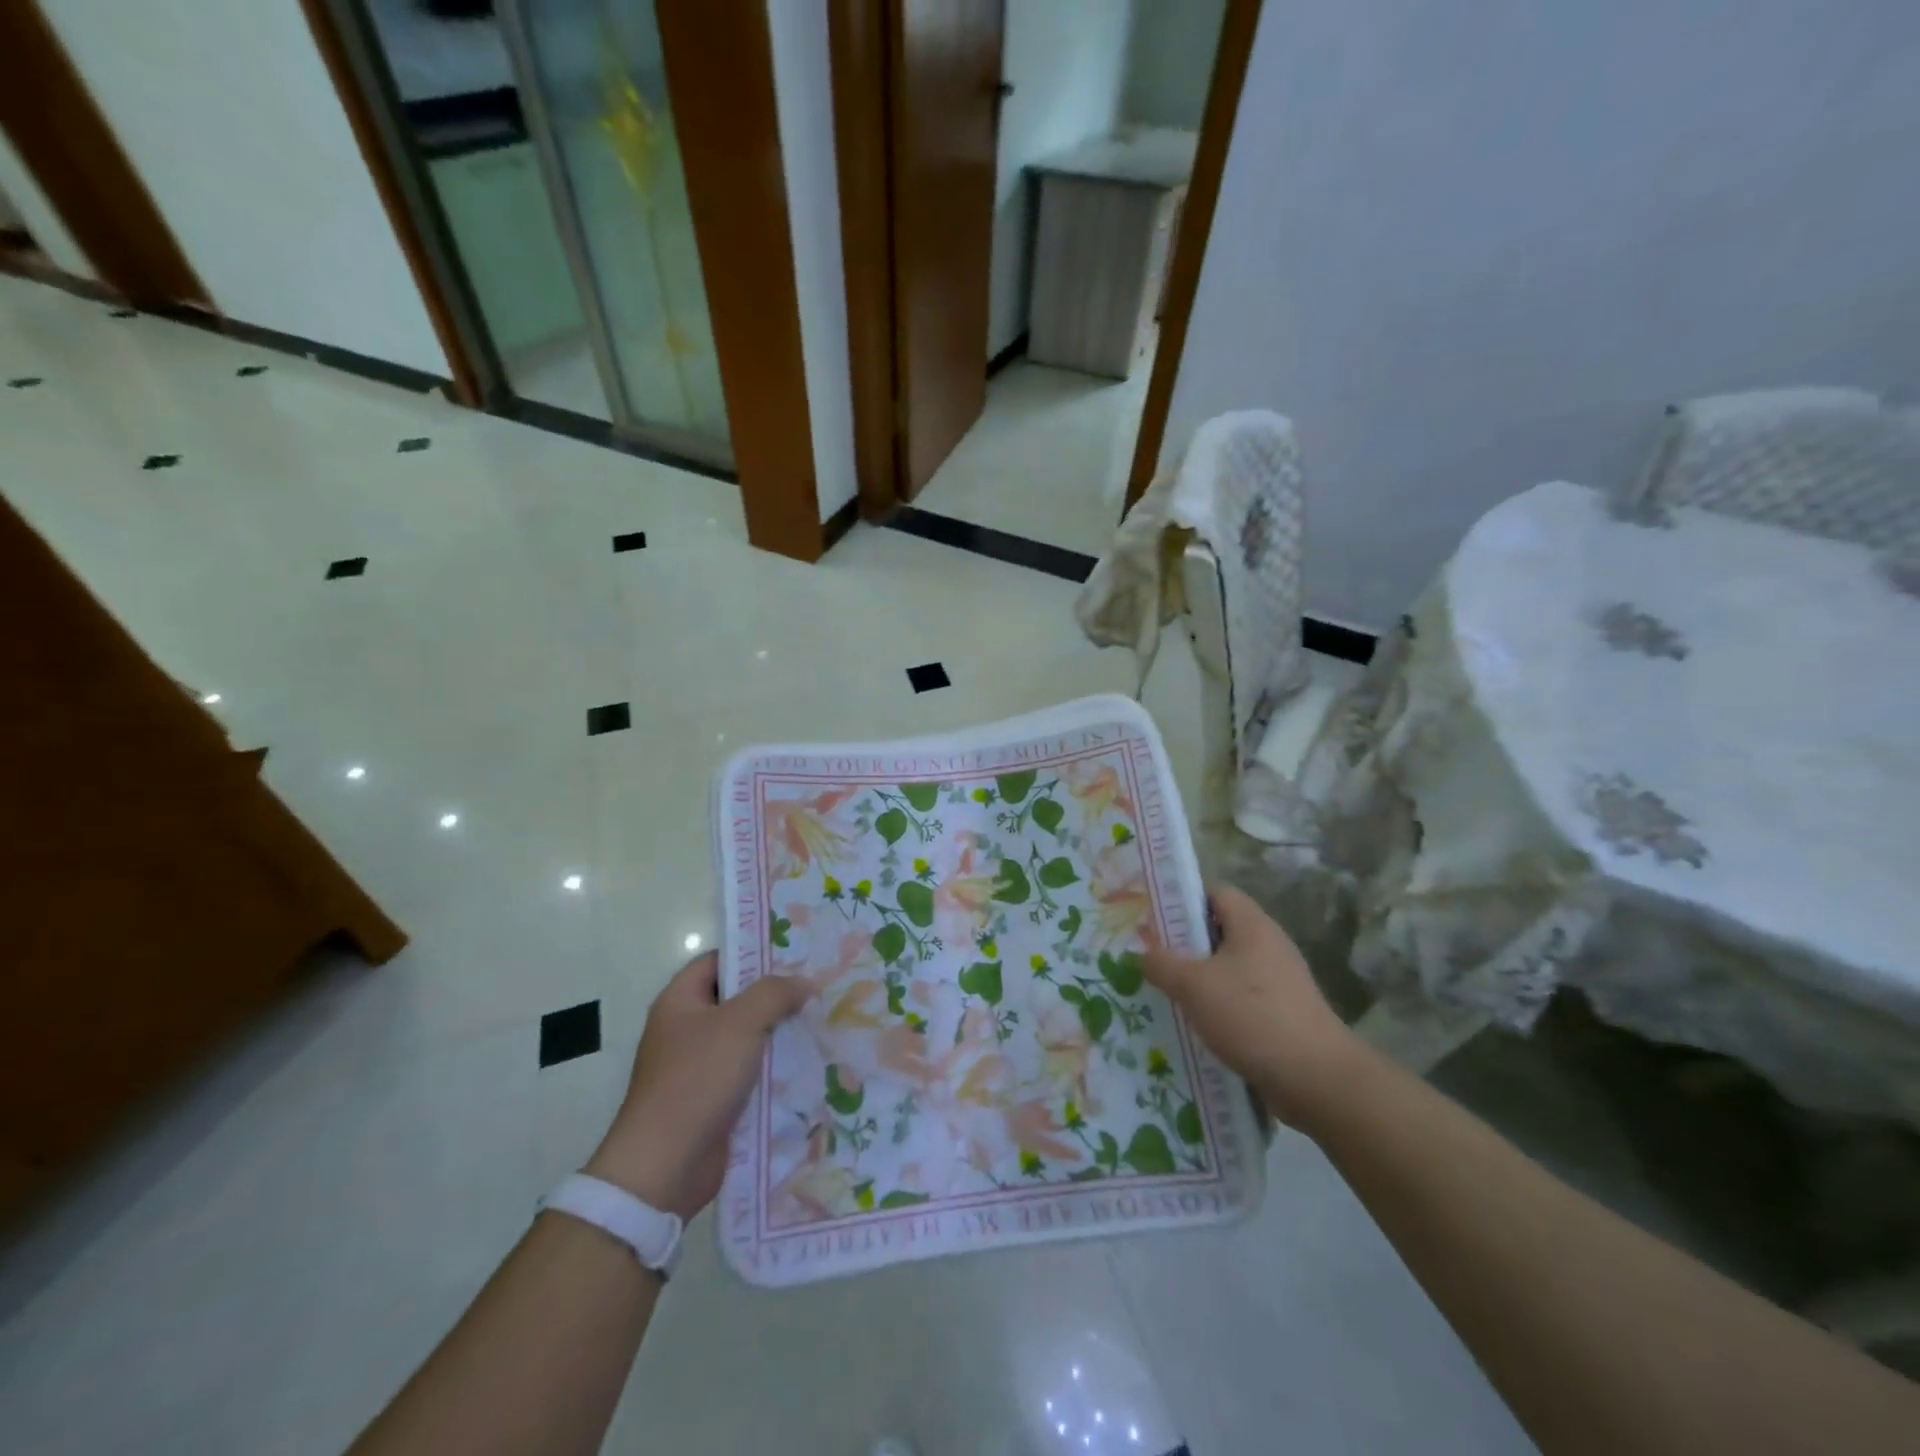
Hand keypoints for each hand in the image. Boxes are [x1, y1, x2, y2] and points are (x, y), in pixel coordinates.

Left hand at [584, 953, 810, 1220]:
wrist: (666, 1166)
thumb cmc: (697, 1079)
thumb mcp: (740, 1023)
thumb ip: (774, 994)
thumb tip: (803, 982)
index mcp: (680, 1001)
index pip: (719, 961)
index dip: (753, 954)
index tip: (795, 953)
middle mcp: (686, 1030)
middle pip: (737, 1000)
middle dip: (775, 995)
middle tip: (818, 987)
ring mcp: (699, 1067)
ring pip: (747, 1038)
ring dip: (780, 1033)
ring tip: (823, 1022)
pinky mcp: (714, 1101)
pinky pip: (749, 1073)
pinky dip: (775, 1069)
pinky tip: (809, 1064)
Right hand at [1142, 884, 1360, 1129]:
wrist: (1317, 1079)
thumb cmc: (1252, 1016)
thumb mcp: (1194, 985)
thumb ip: (1162, 963)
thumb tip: (1144, 954)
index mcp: (1252, 925)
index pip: (1215, 893)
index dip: (1183, 901)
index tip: (1153, 919)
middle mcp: (1268, 946)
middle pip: (1219, 932)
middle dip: (1184, 945)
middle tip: (1150, 959)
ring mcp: (1278, 983)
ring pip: (1227, 970)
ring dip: (1198, 982)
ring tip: (1163, 996)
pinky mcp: (1282, 1015)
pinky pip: (1240, 1001)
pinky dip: (1216, 1010)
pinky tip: (1193, 1028)